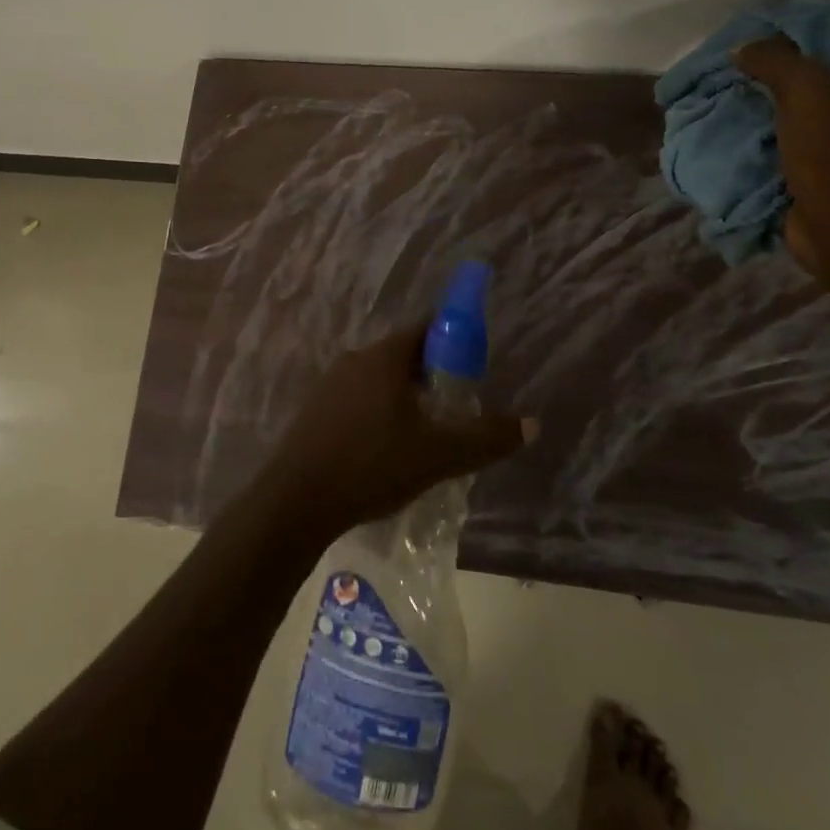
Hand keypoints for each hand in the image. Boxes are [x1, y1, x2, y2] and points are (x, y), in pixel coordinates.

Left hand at [256, 328, 536, 535]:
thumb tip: (533, 424)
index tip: (473, 366)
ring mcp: (330, 384)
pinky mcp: (315, 410)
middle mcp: (356, 359)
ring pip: (379, 378)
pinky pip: (358, 398)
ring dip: (404, 396)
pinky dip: (379, 411)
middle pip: (403, 354)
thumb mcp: (439, 455)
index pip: (426, 329)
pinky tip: (387, 447)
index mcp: (384, 357)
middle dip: (432, 374)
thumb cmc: (372, 465)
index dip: (454, 340)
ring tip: (425, 431)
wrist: (296, 501)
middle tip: (455, 405)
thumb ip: (486, 438)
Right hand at [732, 37, 829, 280]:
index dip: (800, 33)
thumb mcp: (805, 90)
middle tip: (736, 67)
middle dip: (775, 71)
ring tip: (728, 97)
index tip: (759, 35)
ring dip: (766, 106)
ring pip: (800, 111)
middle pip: (818, 76)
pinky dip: (765, 137)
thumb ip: (774, 59)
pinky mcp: (826, 172)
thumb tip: (743, 49)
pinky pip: (790, 142)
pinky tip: (736, 131)